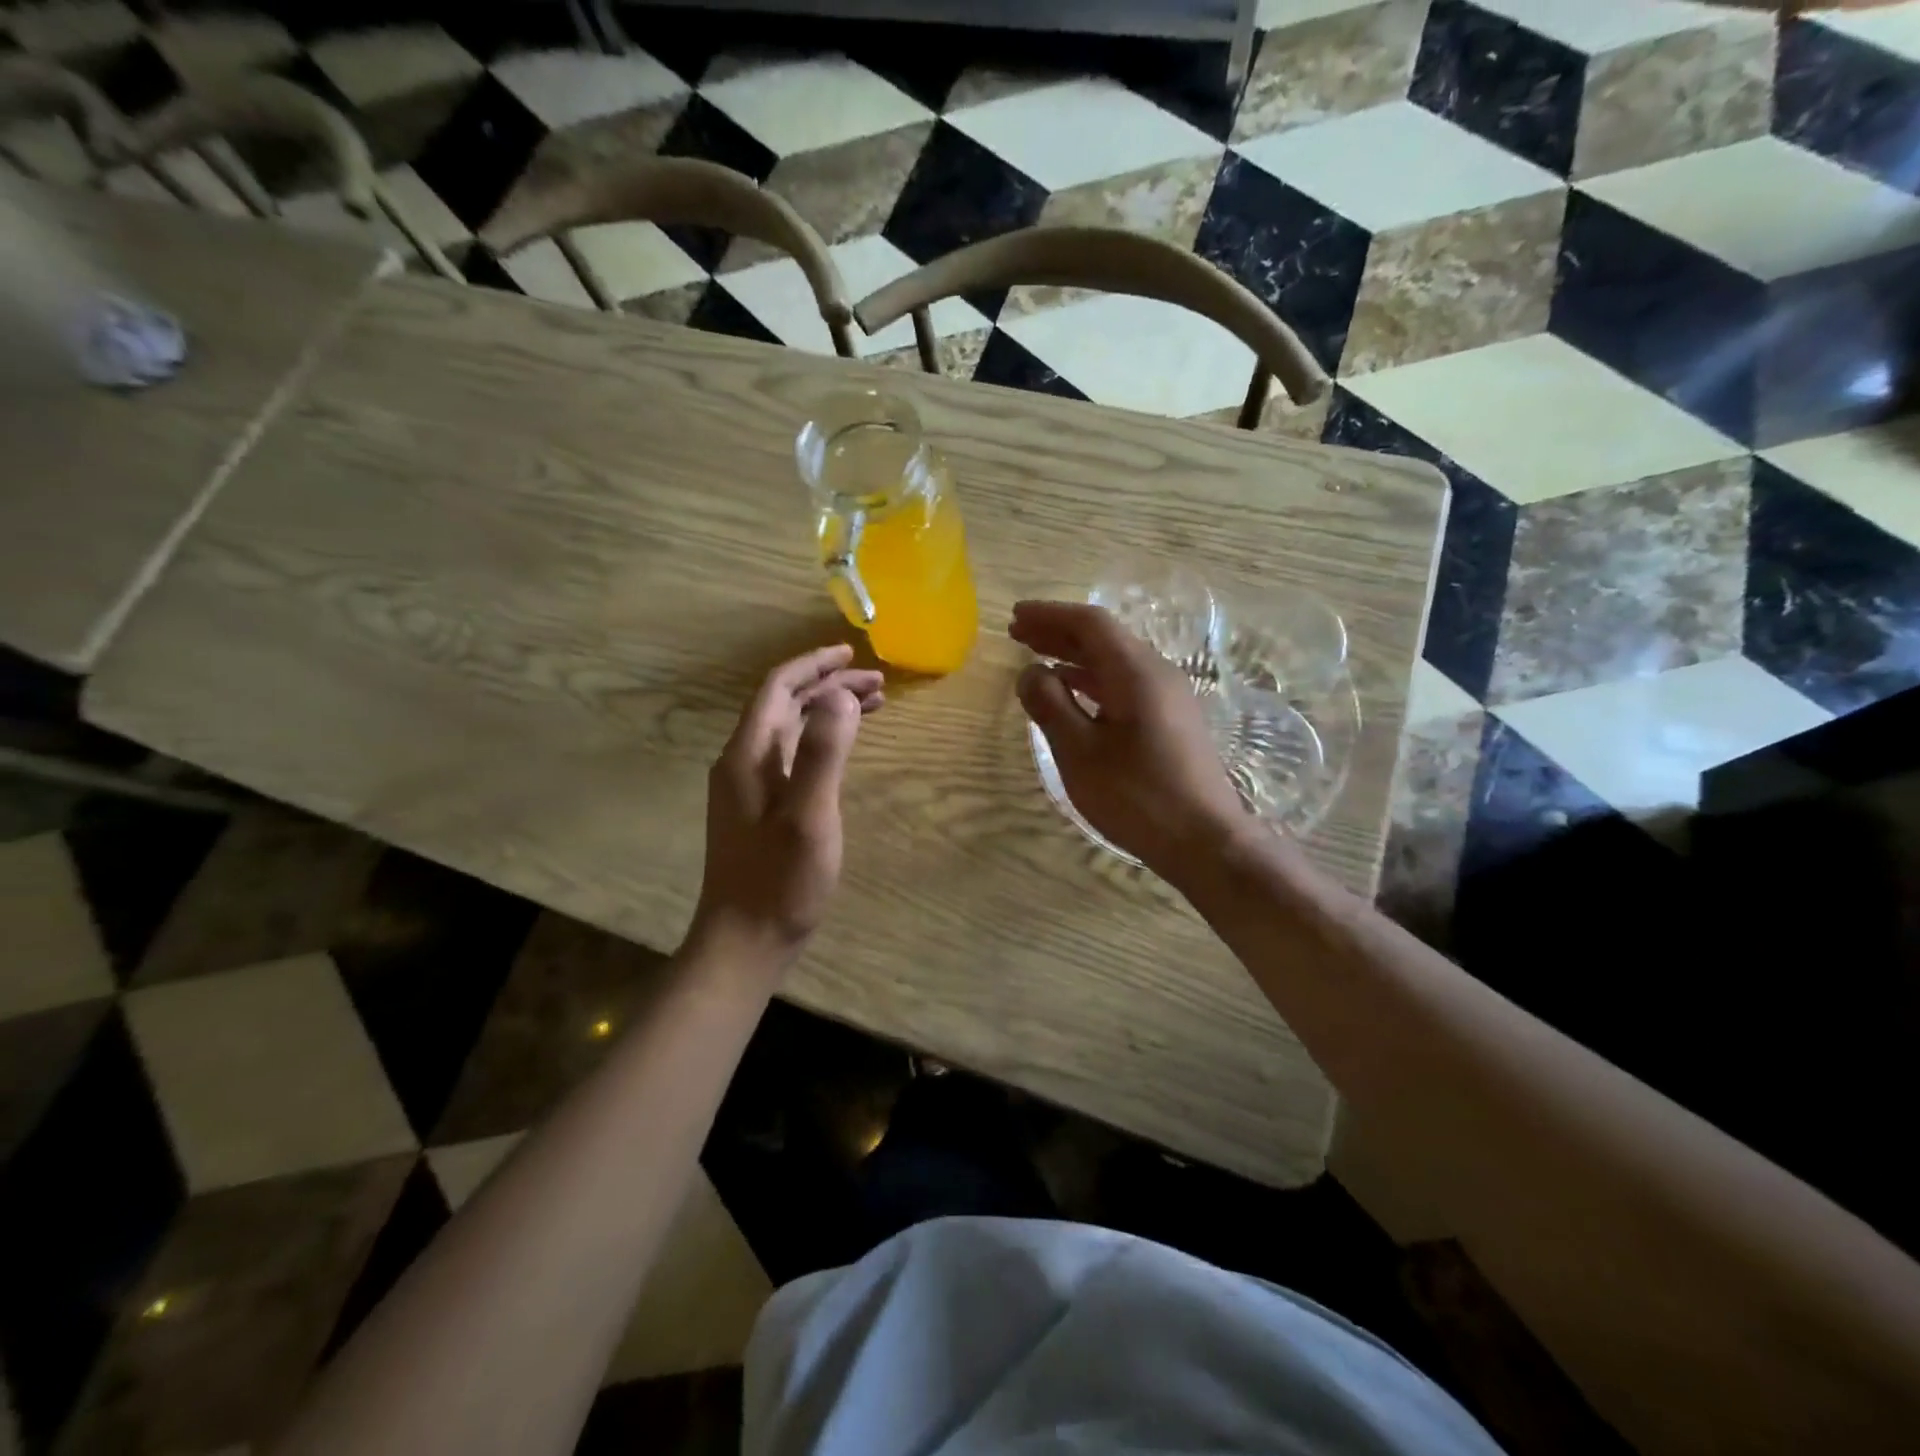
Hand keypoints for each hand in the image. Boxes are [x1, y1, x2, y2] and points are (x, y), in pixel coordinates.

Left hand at [688, 644, 882, 972]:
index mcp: (748, 755)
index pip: (778, 689)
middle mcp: (742, 762)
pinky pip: (792, 755)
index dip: (814, 665)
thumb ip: (824, 752)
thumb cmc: (779, 881)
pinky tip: (842, 748)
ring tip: (872, 705)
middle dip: (829, 686)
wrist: (743, 941)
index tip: (853, 653)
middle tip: (878, 683)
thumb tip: (841, 695)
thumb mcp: (809, 815)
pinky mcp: (760, 808)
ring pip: (790, 730)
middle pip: (785, 705)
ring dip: (827, 711)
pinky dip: (821, 740)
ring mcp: (748, 787)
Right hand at [1011, 600, 1252, 883]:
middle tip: (1018, 634)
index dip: (1050, 615)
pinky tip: (1073, 694)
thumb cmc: (1137, 797)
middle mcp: (1157, 674)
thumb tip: (1029, 672)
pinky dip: (1092, 681)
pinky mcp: (1171, 721)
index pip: (1090, 624)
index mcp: (1137, 672)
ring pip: (1115, 662)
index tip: (1015, 616)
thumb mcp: (1079, 753)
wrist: (1205, 842)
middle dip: (1059, 633)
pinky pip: (1125, 684)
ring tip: (1037, 659)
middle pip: (1104, 639)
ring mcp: (1169, 698)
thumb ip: (1050, 706)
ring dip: (1074, 657)